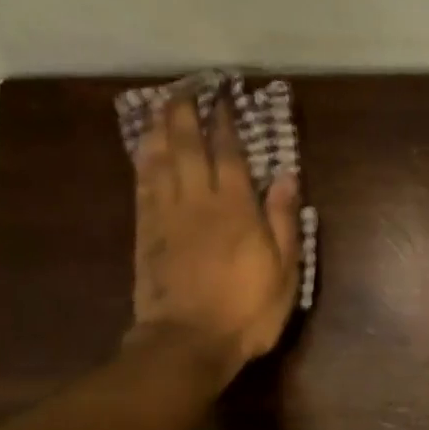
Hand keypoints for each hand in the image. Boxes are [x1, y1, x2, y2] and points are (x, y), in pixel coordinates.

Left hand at [129, 90, 303, 375]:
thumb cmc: (247, 311)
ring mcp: (166, 214)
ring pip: (158, 158)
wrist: (188, 340)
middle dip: (186, 113)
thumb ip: (283, 221)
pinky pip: (142, 185)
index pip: (228, 153)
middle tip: (186, 89)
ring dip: (159, 128)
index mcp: (236, 208)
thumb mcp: (284, 272)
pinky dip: (142, 161)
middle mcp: (198, 200)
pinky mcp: (145, 232)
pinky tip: (143, 148)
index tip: (223, 99)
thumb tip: (286, 177)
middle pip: (186, 145)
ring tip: (161, 105)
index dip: (224, 123)